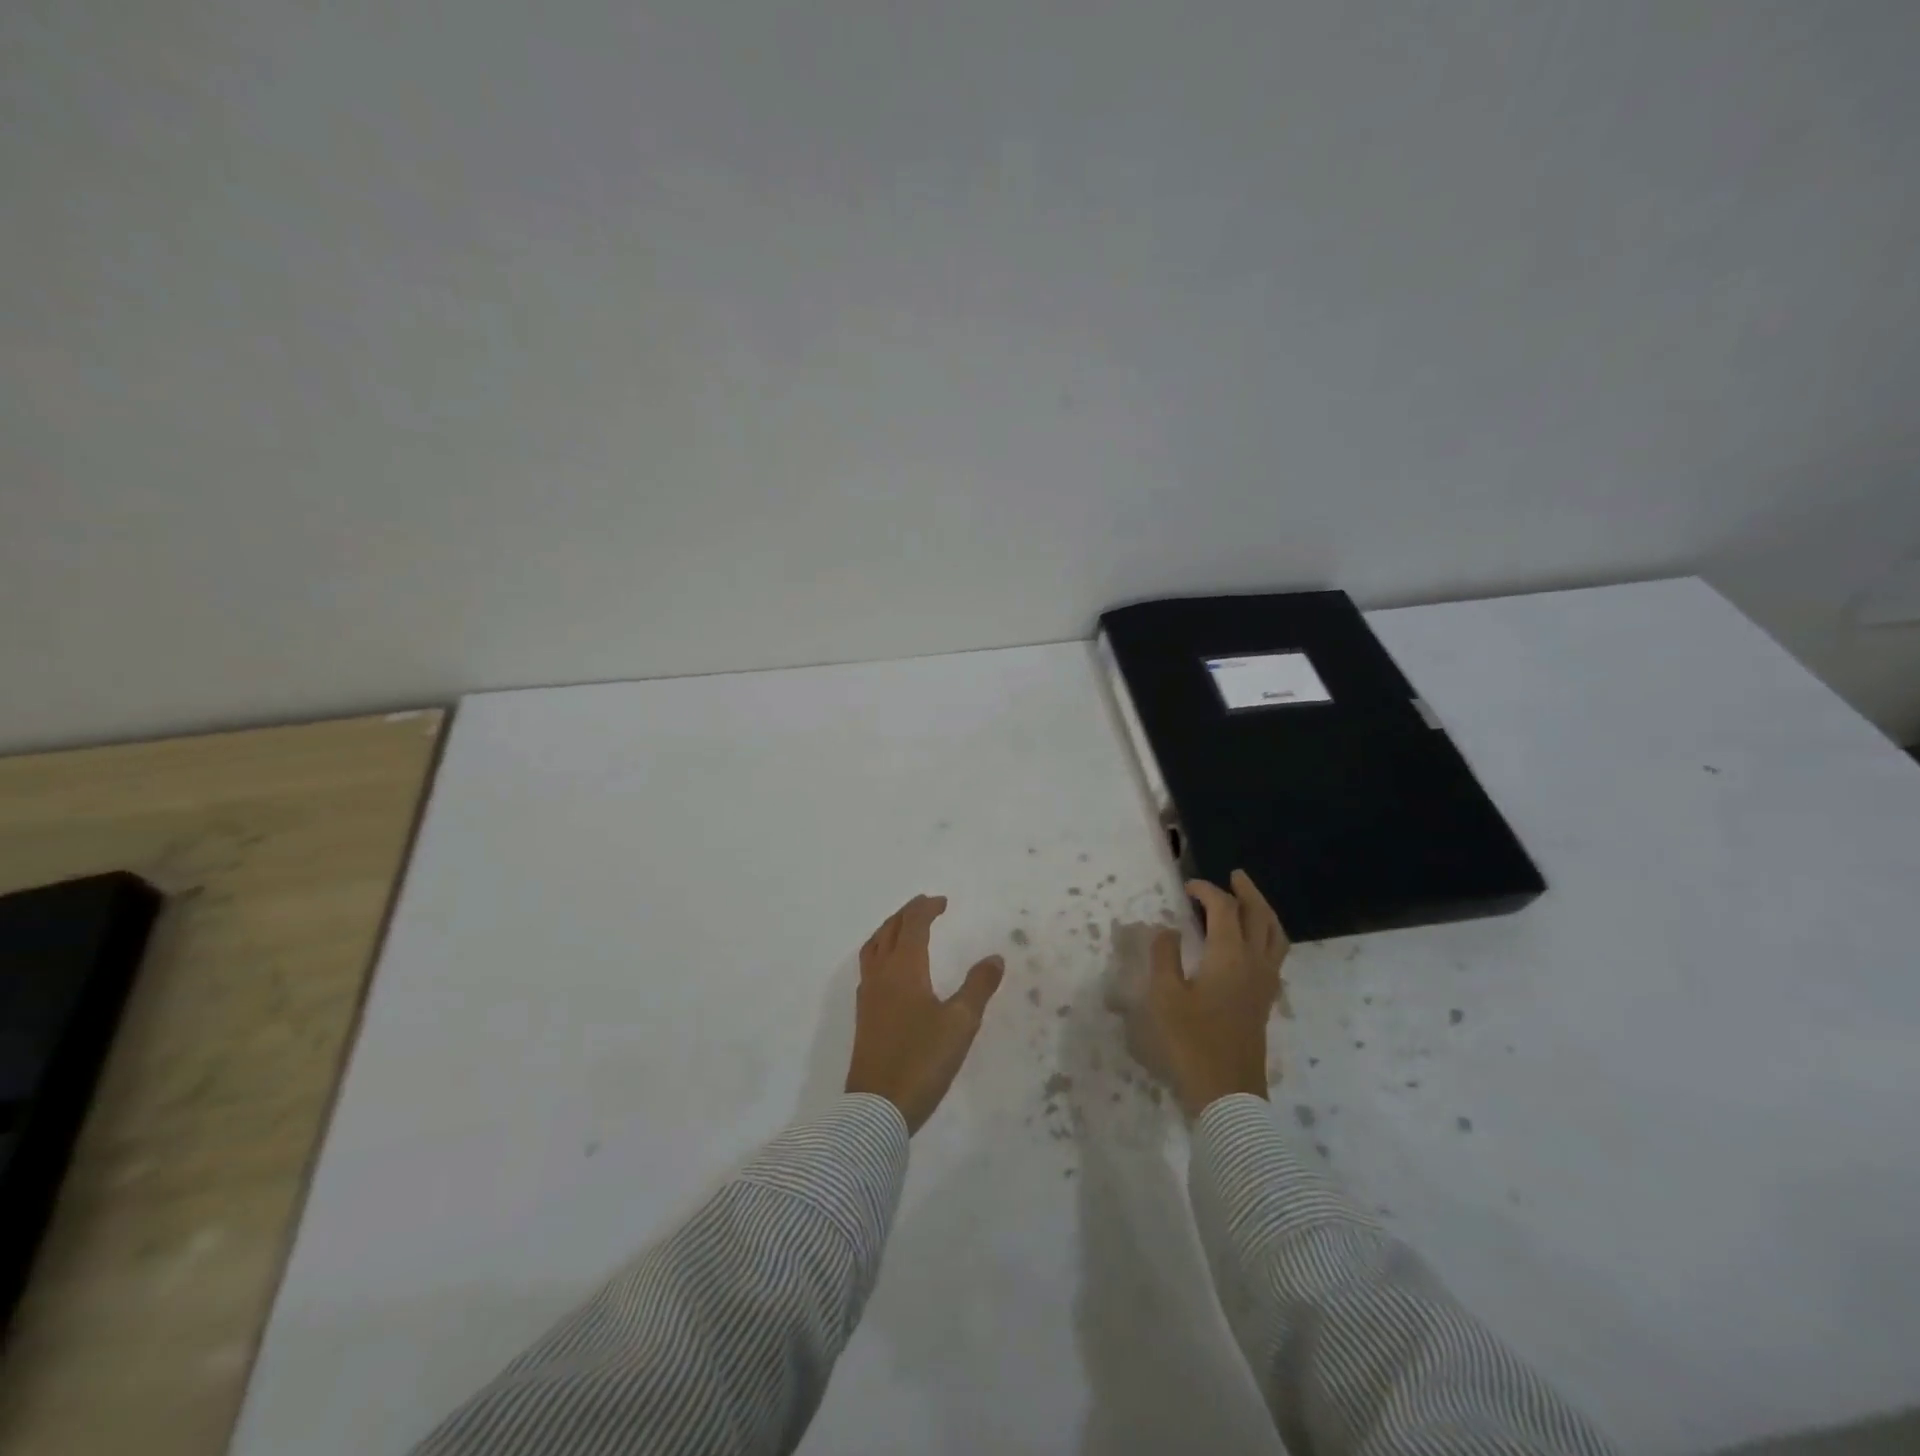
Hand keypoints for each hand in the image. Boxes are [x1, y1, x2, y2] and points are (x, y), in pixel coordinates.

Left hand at [845, 895, 1005, 1133]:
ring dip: (890, 930)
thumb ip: (978, 986)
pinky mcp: (864, 1016)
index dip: (926, 908)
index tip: (942, 902)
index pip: (912, 925)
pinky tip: (891, 969)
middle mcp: (881, 974)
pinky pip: (869, 966)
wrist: (878, 1107)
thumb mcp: (961, 1023)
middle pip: (889, 930)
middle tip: (925, 906)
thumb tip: (994, 957)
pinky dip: (881, 952)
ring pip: (874, 947)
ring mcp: (868, 995)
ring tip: (905, 929)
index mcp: (904, 968)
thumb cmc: (922, 1060)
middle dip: (907, 914)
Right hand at [1139, 870, 1288, 1119]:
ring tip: (1249, 902)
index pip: (1224, 909)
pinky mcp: (1265, 1000)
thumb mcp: (1165, 996)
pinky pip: (1275, 954)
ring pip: (1275, 935)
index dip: (1207, 891)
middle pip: (1260, 916)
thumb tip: (1167, 929)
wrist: (1227, 1092)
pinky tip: (1251, 944)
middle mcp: (1254, 963)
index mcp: (1230, 956)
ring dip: (1263, 912)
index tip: (1187, 887)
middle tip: (1234, 876)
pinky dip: (1267, 936)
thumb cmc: (1191, 1041)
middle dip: (1247, 892)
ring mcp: (1265, 983)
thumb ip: (1164, 956)